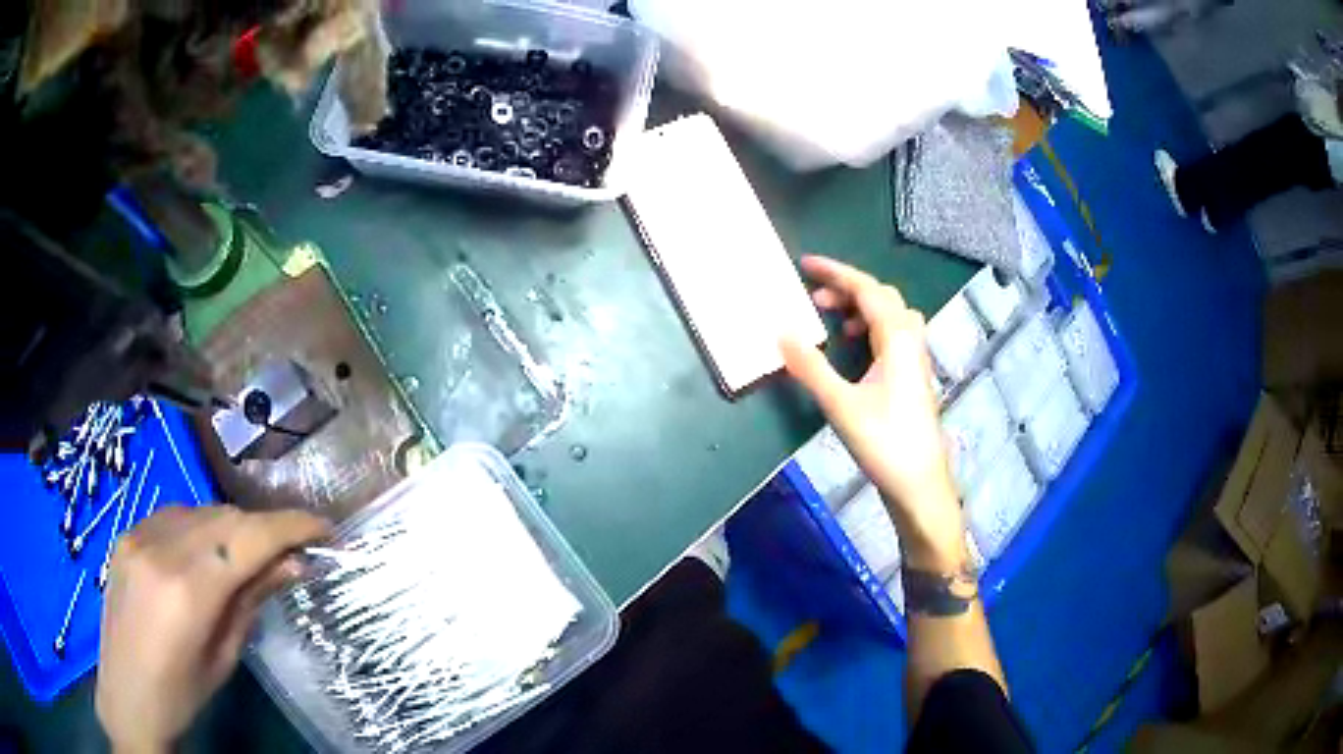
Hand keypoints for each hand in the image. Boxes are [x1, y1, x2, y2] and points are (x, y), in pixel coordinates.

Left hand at [96, 506, 328, 752]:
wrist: (126, 695)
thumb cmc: (182, 693)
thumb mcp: (224, 656)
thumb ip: (252, 600)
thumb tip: (294, 564)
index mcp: (187, 591)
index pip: (248, 537)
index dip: (291, 526)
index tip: (325, 529)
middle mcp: (160, 549)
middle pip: (226, 518)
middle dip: (264, 529)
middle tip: (291, 551)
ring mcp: (138, 535)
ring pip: (201, 511)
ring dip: (233, 527)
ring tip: (250, 554)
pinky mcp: (126, 533)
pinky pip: (174, 515)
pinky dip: (201, 527)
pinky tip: (206, 552)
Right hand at [781, 256, 964, 570]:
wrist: (920, 483)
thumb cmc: (884, 442)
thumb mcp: (840, 404)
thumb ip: (811, 366)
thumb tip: (781, 332)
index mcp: (897, 338)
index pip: (866, 289)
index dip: (835, 272)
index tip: (804, 264)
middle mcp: (911, 340)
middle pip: (881, 297)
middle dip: (847, 289)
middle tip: (813, 299)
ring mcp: (916, 359)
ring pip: (890, 316)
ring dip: (860, 308)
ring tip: (832, 321)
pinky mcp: (914, 376)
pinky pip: (893, 335)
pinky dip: (870, 328)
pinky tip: (854, 350)